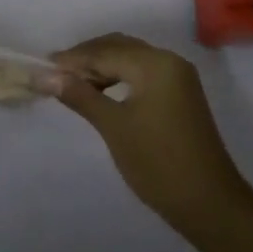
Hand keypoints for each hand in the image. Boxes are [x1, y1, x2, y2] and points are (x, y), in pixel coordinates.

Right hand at [49, 33, 252, 238]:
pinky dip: (119, 78)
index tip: (42, 67)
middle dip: (86, 58)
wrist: (210, 203)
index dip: (72, 59)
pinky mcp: (181, 95)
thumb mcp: (114, 127)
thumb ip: (80, 96)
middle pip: (119, 47)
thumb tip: (45, 76)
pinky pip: (143, 74)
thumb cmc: (158, 163)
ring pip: (131, 59)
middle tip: (55, 75)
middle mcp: (169, 61)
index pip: (105, 51)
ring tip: (73, 85)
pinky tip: (102, 93)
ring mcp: (178, 78)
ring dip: (102, 68)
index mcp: (155, 63)